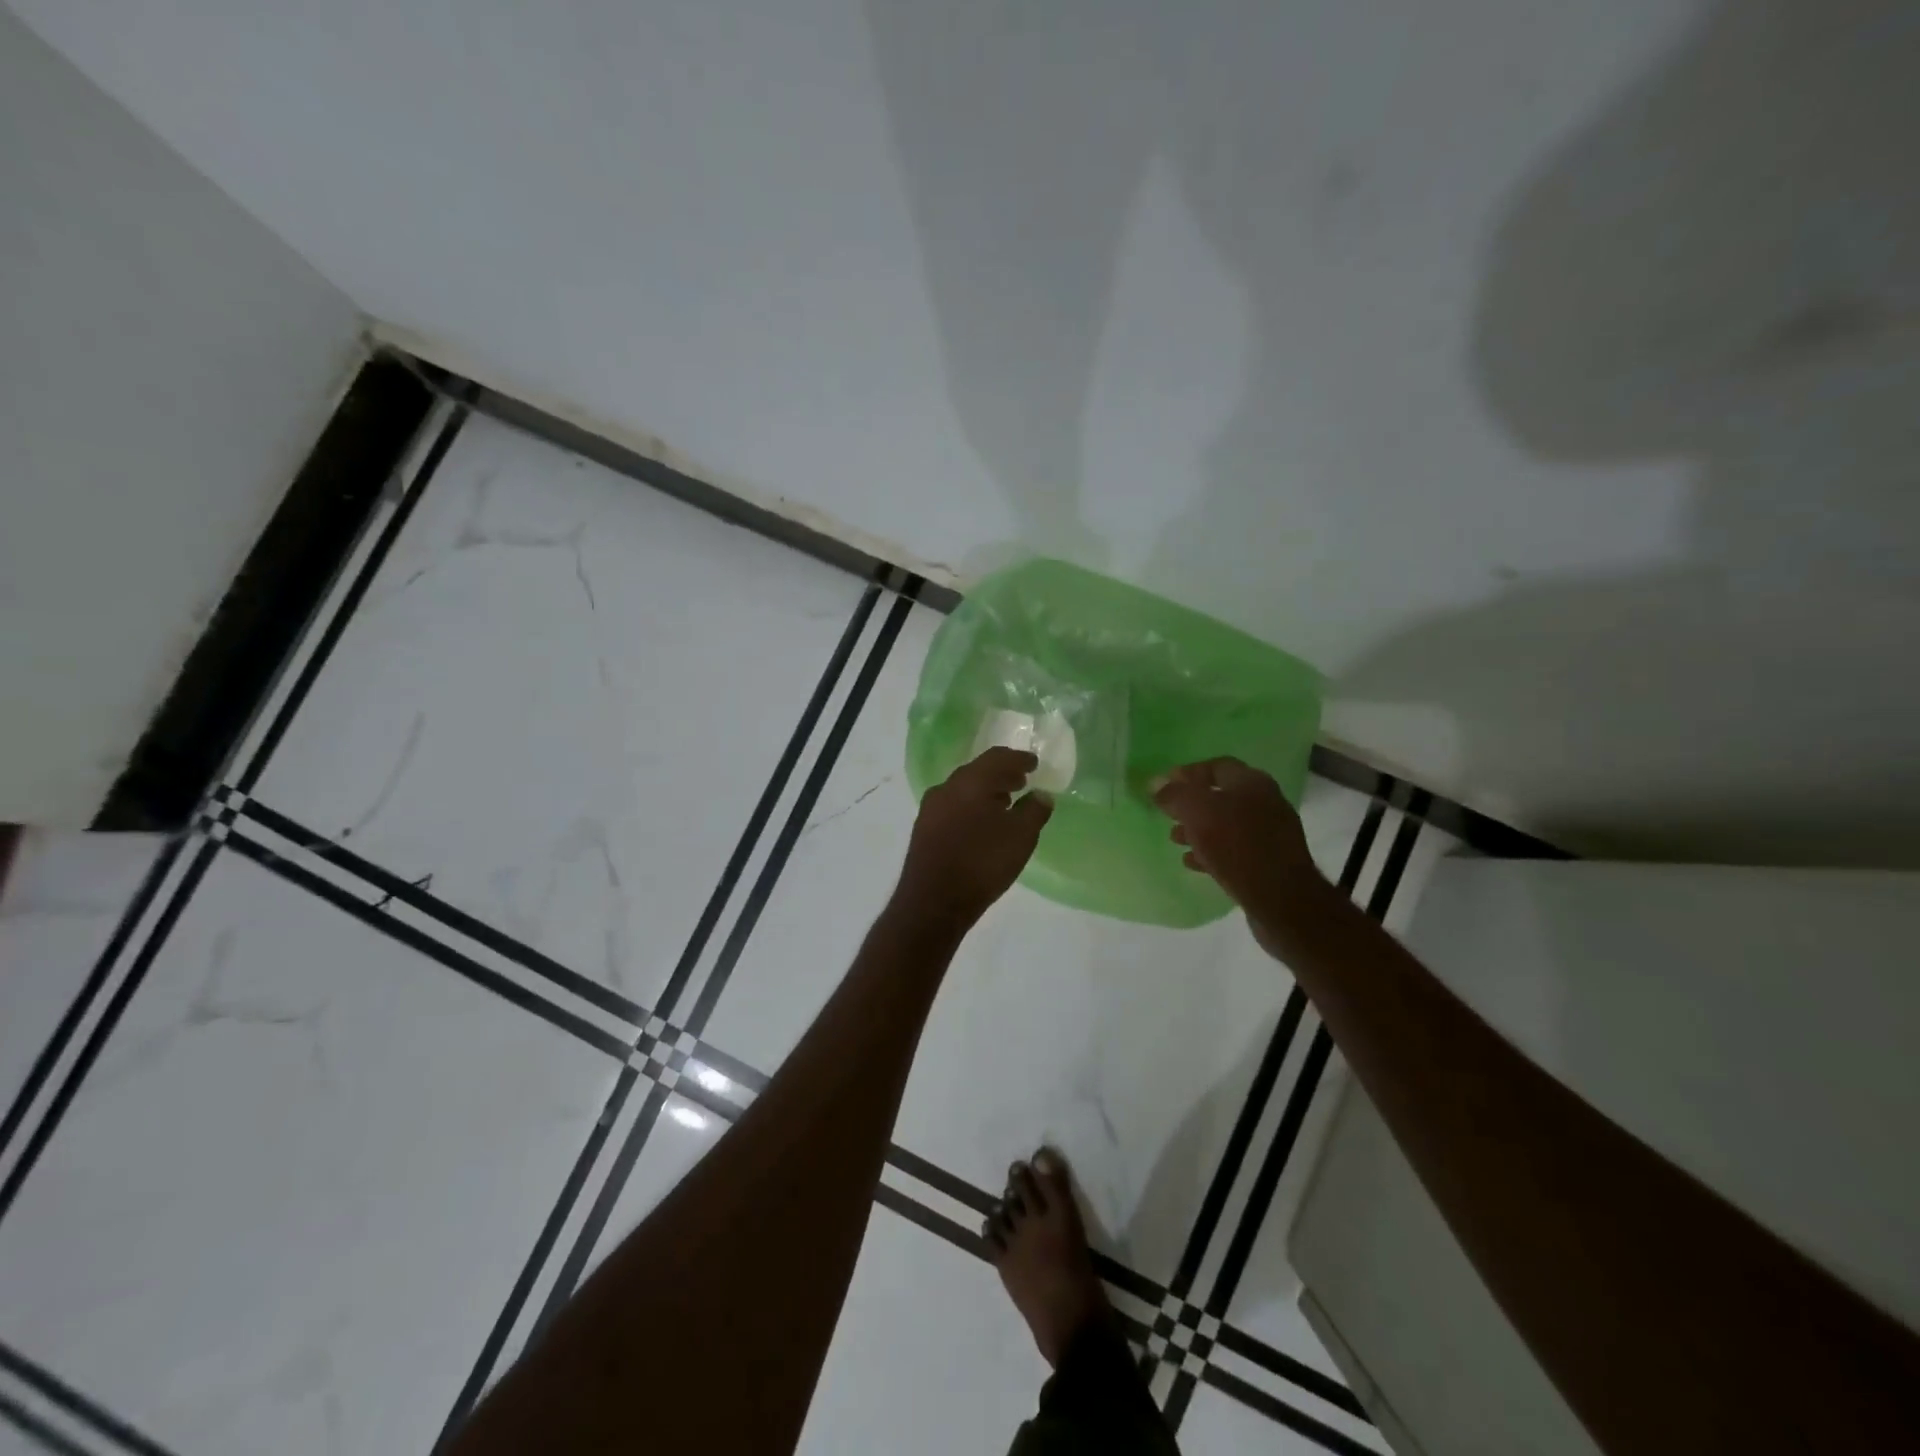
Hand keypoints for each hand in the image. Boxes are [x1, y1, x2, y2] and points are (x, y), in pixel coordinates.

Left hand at [892, 747, 1052, 933]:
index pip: (998, 757)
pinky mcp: (923, 829)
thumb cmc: (982, 863)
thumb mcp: (1021, 836)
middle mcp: (947, 787)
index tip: (1034, 764)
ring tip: (1005, 803)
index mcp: (971, 781)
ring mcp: (931, 808)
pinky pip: (953, 806)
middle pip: (978, 771)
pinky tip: (982, 823)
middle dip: (1001, 774)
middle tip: (1022, 781)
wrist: (933, 901)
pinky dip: (971, 806)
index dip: (1019, 759)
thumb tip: (1041, 795)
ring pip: (963, 789)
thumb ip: (1035, 810)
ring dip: (985, 791)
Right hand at [1152, 757, 1325, 951]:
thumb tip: (1156, 783)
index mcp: (1252, 782)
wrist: (1282, 900)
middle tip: (1167, 815)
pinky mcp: (1270, 861)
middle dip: (1191, 804)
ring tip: (1175, 840)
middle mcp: (1265, 802)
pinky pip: (1235, 849)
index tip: (1164, 785)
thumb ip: (1175, 795)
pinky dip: (1212, 851)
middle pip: (1222, 796)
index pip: (1216, 766)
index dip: (1188, 773)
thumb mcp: (1198, 813)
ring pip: (1227, 824)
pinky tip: (1194, 862)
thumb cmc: (1237, 847)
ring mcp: (1271, 833)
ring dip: (1199, 829)